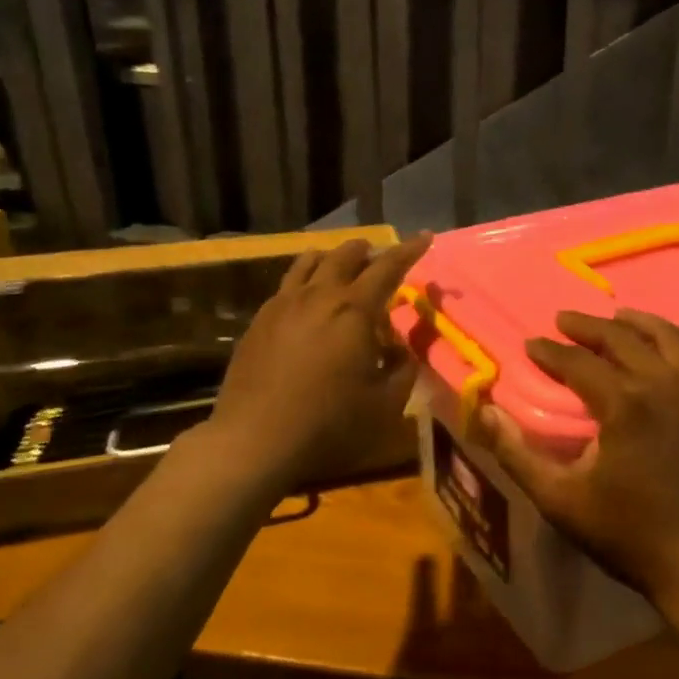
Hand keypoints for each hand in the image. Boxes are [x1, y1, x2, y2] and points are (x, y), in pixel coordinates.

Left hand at [208, 234, 431, 490]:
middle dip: (368, 251)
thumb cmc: (329, 424)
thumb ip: (403, 369)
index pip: (388, 267)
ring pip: (310, 262)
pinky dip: (306, 280)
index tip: (425, 236)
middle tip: (380, 260)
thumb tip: (401, 349)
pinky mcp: (259, 321)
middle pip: (345, 255)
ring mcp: (283, 305)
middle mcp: (318, 295)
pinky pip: (287, 285)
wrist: (253, 441)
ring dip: (333, 258)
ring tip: (342, 268)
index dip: (409, 250)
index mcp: (354, 310)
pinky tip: (307, 302)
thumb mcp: (385, 404)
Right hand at [470, 308, 678, 620]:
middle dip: (587, 327)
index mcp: (622, 404)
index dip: (550, 351)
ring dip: (640, 322)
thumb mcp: (560, 500)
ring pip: (669, 338)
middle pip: (621, 340)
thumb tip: (483, 411)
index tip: (532, 344)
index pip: (577, 362)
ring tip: (619, 316)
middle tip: (564, 321)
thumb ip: (516, 454)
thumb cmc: (629, 535)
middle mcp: (664, 384)